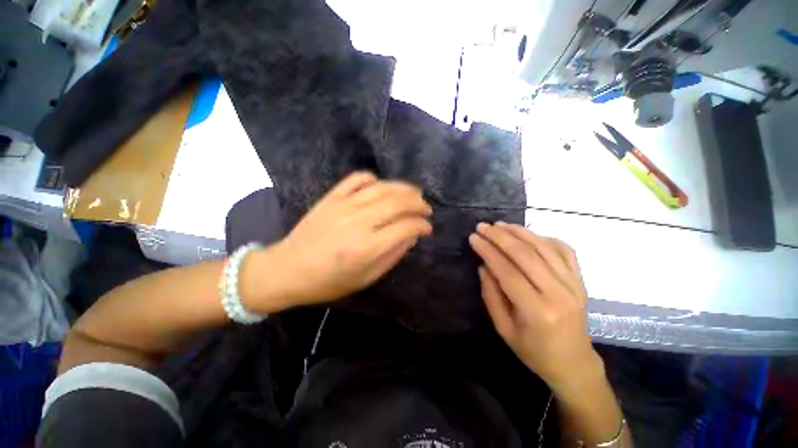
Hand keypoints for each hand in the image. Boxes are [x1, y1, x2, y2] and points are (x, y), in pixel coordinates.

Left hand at [244, 172, 432, 311]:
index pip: (405, 227)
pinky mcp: (331, 197)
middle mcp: (357, 222)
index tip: (428, 228)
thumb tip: (411, 236)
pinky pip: (357, 179)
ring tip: (414, 194)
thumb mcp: (365, 279)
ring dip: (403, 188)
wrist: (286, 269)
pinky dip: (373, 179)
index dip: (422, 226)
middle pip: (397, 203)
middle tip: (426, 209)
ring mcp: (343, 206)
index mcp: (366, 248)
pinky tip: (381, 186)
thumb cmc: (328, 282)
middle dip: (418, 204)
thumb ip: (392, 256)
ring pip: (382, 188)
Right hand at [468, 222, 602, 390]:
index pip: (507, 271)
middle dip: (500, 236)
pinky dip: (543, 238)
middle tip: (482, 226)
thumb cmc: (533, 351)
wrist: (573, 363)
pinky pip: (564, 250)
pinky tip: (527, 234)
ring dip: (519, 231)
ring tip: (500, 224)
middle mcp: (559, 293)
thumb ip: (491, 295)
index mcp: (537, 311)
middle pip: (526, 254)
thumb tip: (484, 265)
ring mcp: (574, 284)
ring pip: (544, 247)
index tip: (473, 238)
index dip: (488, 251)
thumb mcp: (503, 329)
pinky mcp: (581, 280)